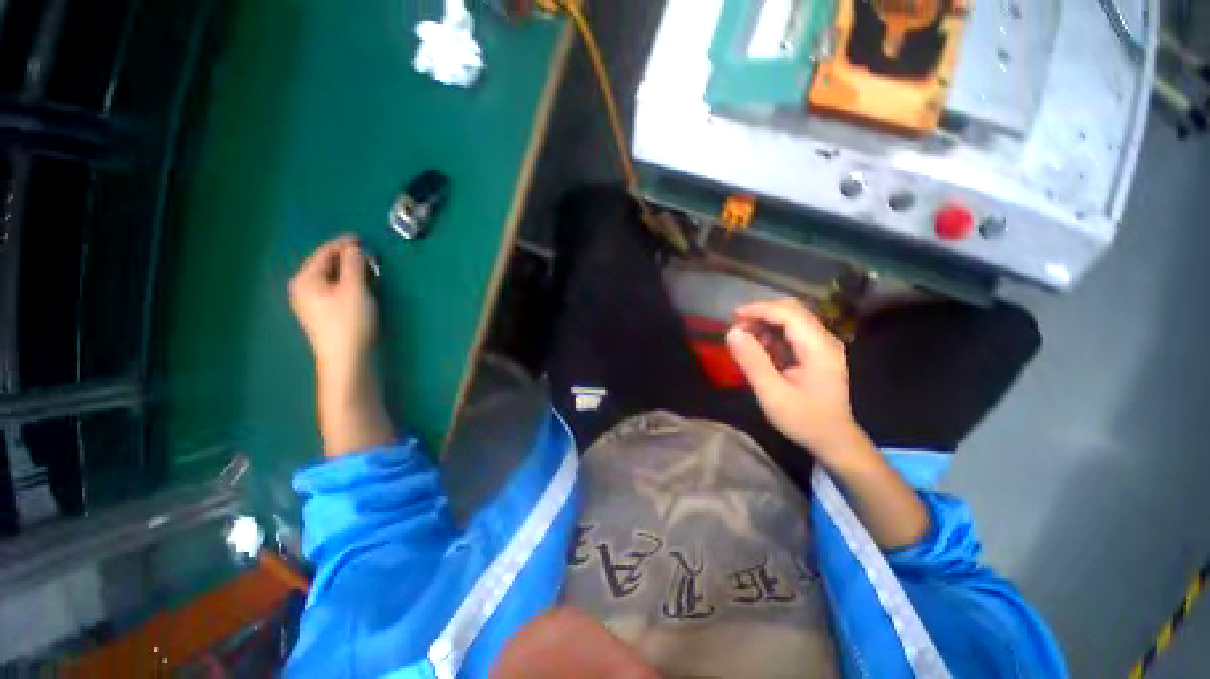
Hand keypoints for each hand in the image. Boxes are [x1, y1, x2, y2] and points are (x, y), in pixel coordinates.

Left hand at [288, 235, 377, 380]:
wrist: (346, 359)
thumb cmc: (349, 321)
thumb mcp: (355, 288)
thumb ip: (354, 264)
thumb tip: (354, 248)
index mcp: (306, 279)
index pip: (324, 253)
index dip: (344, 244)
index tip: (362, 239)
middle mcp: (303, 289)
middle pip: (326, 265)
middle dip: (347, 258)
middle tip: (369, 257)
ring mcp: (310, 303)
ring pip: (331, 279)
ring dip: (350, 272)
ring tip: (369, 271)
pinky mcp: (322, 315)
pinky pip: (334, 290)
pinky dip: (348, 284)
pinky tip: (361, 288)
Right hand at [726, 298, 859, 456]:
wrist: (834, 440)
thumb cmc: (803, 419)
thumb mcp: (772, 393)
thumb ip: (752, 361)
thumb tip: (732, 332)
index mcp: (818, 347)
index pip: (788, 313)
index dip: (759, 310)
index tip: (733, 316)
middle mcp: (824, 340)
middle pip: (792, 311)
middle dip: (762, 314)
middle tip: (737, 328)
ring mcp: (823, 346)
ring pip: (792, 320)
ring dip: (766, 323)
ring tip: (745, 338)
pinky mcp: (818, 353)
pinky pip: (793, 333)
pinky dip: (773, 335)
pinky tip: (760, 348)